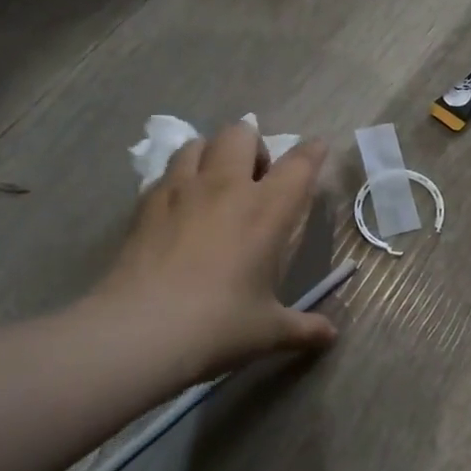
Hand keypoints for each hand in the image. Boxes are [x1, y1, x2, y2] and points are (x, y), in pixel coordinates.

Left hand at [81, 122, 337, 383]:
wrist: (140, 332)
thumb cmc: (219, 325)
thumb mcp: (269, 330)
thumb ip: (304, 328)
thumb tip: (330, 337)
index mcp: (267, 210)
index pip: (299, 164)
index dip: (312, 152)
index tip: (317, 148)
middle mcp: (226, 187)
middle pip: (241, 133)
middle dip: (254, 145)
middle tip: (257, 178)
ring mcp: (180, 191)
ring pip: (198, 143)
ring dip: (213, 153)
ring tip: (216, 183)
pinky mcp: (145, 205)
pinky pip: (166, 173)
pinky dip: (179, 178)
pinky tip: (180, 208)